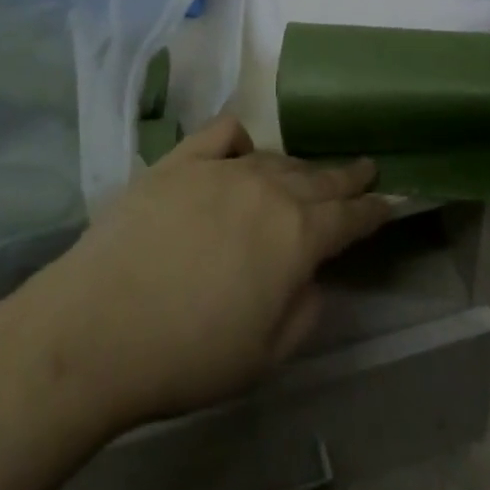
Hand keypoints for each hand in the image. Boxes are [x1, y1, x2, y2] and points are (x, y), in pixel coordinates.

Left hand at [26, 117, 391, 430]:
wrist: (99, 326)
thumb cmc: (188, 356)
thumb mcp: (265, 355)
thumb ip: (304, 311)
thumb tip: (314, 278)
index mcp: (296, 236)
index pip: (349, 217)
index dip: (374, 210)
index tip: (390, 202)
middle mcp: (267, 189)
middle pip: (318, 178)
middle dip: (346, 176)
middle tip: (366, 168)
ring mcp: (222, 168)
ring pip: (275, 158)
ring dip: (298, 166)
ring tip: (308, 171)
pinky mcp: (179, 160)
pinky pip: (222, 133)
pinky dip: (241, 138)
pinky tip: (242, 148)